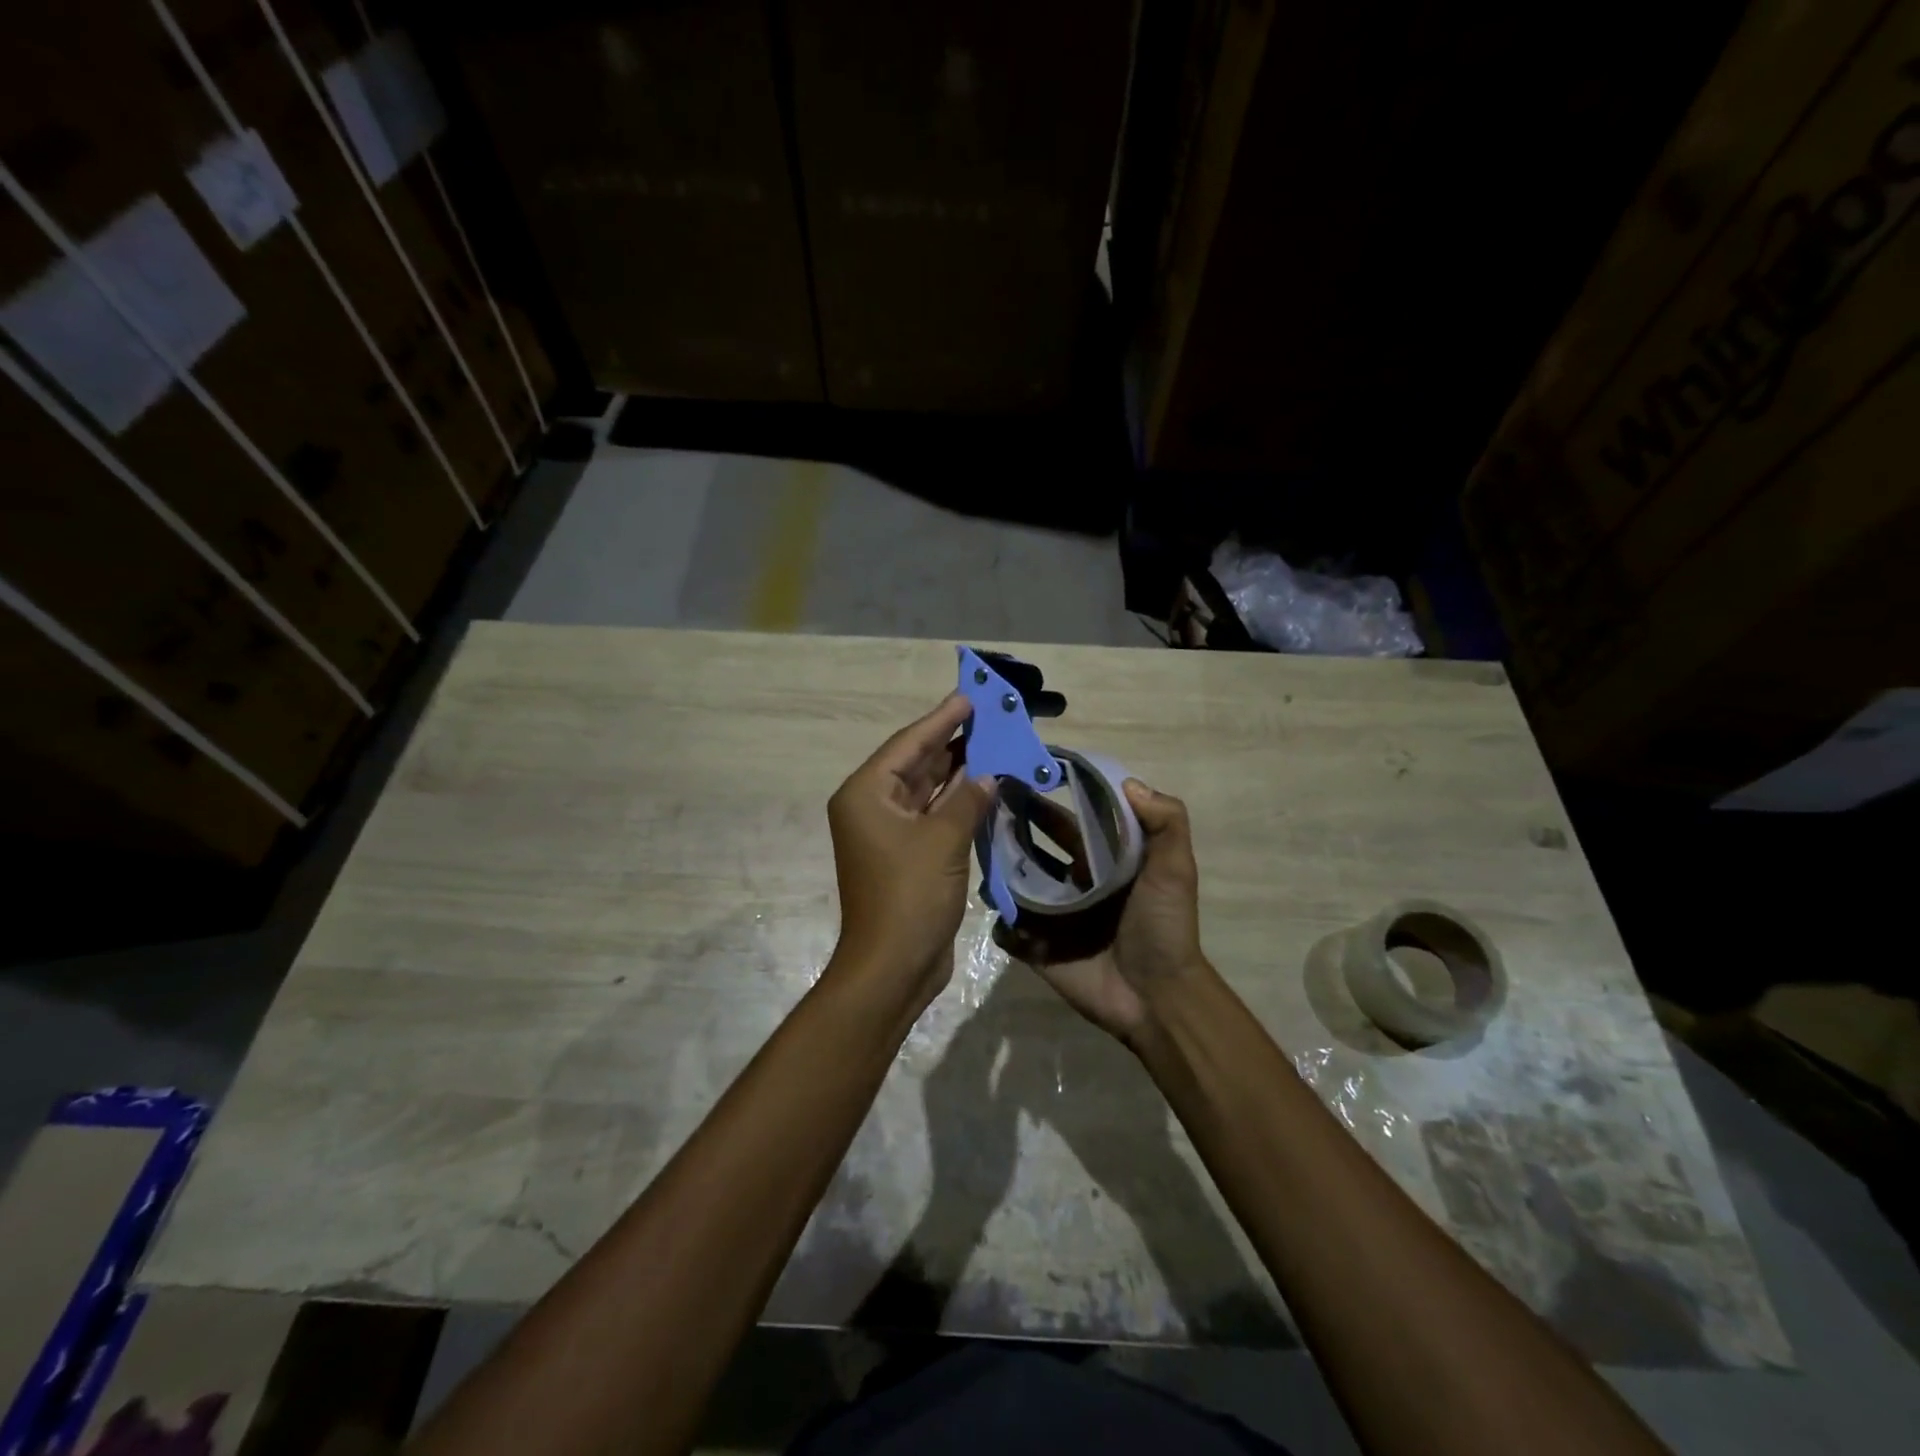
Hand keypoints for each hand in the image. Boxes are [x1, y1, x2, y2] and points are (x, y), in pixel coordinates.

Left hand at [826, 694, 994, 1004]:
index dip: (941, 719)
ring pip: (928, 790)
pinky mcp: (908, 855)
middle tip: (990, 716)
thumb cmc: (910, 896)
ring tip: (995, 742)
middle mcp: (873, 807)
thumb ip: (968, 799)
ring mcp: (890, 833)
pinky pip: (935, 816)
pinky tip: (988, 785)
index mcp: (866, 794)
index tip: (968, 697)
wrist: (893, 966)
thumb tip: (988, 774)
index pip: (908, 744)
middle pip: (916, 763)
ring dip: (960, 771)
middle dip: (953, 741)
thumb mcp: (943, 840)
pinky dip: (959, 802)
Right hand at [1000, 779, 1207, 1048]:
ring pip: (1012, 884)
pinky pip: (1008, 929)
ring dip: (995, 868)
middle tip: (982, 806)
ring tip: (976, 850)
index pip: (1064, 820)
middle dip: (1009, 826)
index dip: (1044, 798)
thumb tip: (1128, 782)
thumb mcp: (1175, 869)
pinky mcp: (1036, 947)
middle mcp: (1070, 882)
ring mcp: (1050, 915)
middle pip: (1030, 846)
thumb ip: (1166, 822)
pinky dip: (999, 921)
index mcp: (1098, 860)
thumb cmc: (1164, 927)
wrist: (1157, 997)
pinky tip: (996, 908)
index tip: (1019, 774)